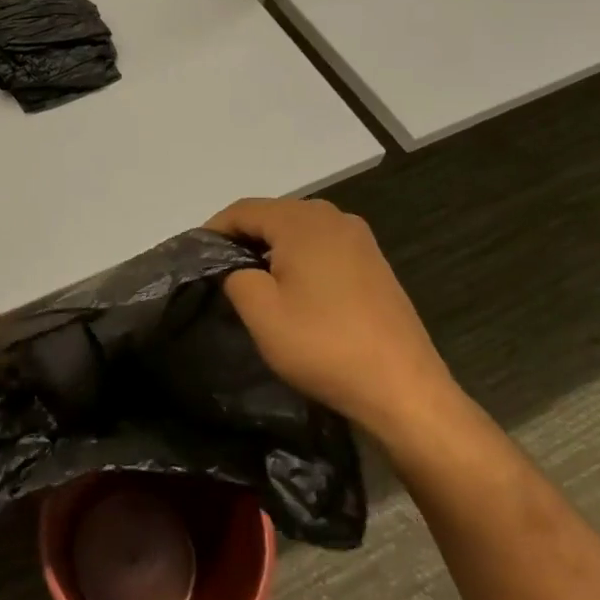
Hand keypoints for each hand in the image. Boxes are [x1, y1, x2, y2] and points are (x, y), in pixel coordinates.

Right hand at [207, 198, 460, 449]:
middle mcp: (333, 217)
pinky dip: (300, 259)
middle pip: (273, 215)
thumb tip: (237, 267)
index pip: (243, 210)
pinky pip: (323, 247)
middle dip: (244, 238)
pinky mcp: (374, 263)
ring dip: (272, 249)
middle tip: (221, 271)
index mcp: (303, 221)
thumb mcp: (261, 312)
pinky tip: (295, 290)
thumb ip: (235, 276)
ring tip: (254, 282)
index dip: (214, 230)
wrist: (404, 389)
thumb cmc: (324, 345)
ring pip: (299, 230)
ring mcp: (360, 239)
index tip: (196, 257)